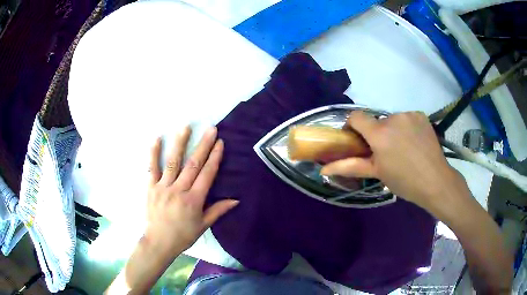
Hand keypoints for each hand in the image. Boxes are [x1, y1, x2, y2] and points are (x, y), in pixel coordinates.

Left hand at [145, 126, 238, 256]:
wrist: (158, 242)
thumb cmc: (183, 235)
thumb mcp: (203, 225)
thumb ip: (218, 210)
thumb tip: (236, 200)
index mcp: (194, 200)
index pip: (207, 174)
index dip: (214, 157)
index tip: (220, 143)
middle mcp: (179, 190)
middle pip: (193, 164)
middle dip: (203, 145)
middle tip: (211, 129)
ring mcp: (163, 187)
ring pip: (173, 162)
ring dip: (180, 143)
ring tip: (186, 127)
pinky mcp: (151, 187)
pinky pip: (152, 168)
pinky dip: (153, 153)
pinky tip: (157, 138)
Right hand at [321, 111, 466, 213]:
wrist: (436, 181)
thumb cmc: (404, 181)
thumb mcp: (377, 173)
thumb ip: (349, 166)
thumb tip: (322, 169)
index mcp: (379, 133)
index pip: (356, 117)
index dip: (352, 126)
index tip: (358, 140)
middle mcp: (393, 118)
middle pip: (376, 122)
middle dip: (376, 134)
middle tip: (385, 153)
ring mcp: (409, 114)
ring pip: (392, 120)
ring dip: (392, 131)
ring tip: (403, 149)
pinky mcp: (421, 115)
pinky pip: (407, 118)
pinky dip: (406, 127)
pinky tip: (414, 142)